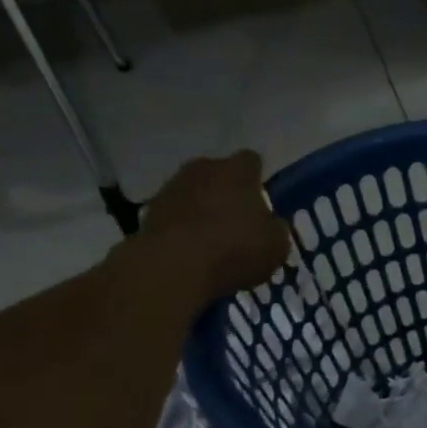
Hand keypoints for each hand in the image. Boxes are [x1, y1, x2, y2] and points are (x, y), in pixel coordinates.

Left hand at [129, 152, 290, 303]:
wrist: (174, 266)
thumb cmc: (235, 249)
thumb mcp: (276, 246)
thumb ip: (276, 229)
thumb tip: (271, 224)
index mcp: (238, 171)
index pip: (252, 161)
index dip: (258, 178)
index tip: (262, 198)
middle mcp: (203, 169)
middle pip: (219, 173)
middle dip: (228, 191)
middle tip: (239, 220)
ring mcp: (172, 187)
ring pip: (195, 192)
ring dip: (203, 208)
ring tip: (213, 238)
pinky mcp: (150, 210)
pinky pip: (175, 214)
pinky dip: (183, 226)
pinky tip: (192, 250)